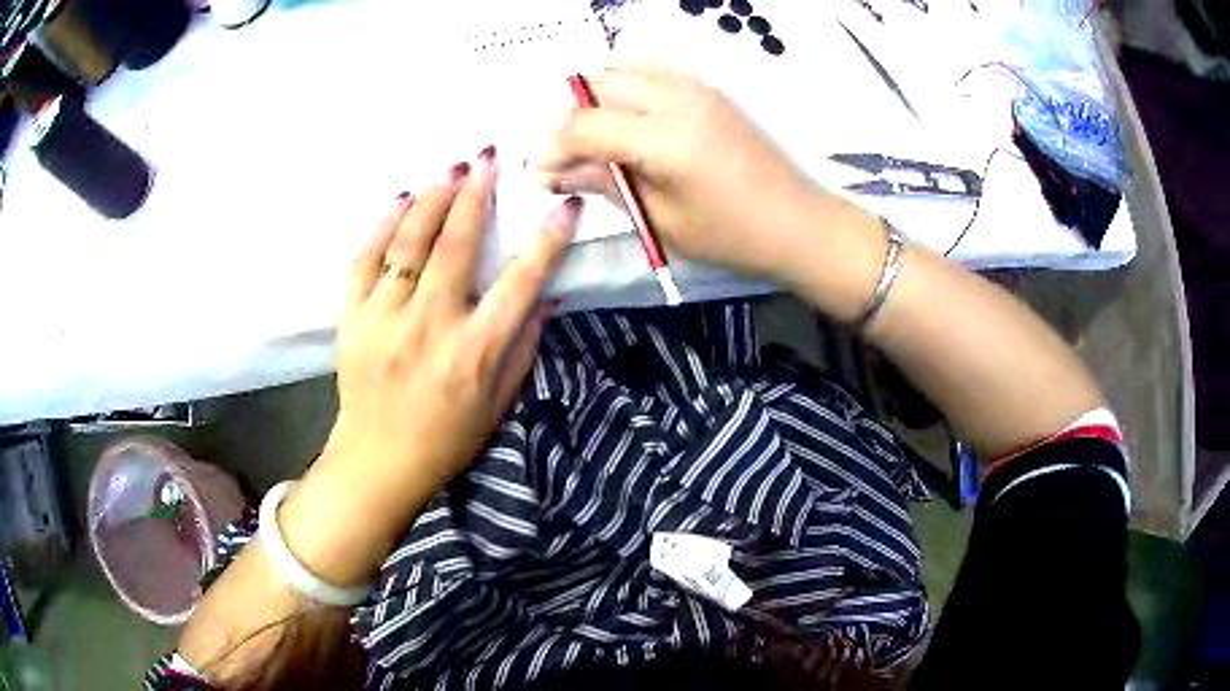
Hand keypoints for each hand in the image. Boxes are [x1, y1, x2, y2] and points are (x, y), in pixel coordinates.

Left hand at [329, 149, 575, 486]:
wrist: (379, 460)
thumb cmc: (448, 436)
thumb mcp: (499, 401)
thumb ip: (523, 345)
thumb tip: (547, 293)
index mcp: (474, 352)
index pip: (519, 284)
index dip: (546, 241)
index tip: (564, 205)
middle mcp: (429, 328)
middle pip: (455, 247)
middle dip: (476, 195)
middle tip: (488, 158)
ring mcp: (384, 320)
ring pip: (408, 244)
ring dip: (431, 199)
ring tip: (450, 169)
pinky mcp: (351, 319)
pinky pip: (364, 260)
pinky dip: (382, 226)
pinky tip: (399, 200)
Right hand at [537, 62, 835, 281]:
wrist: (798, 223)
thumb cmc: (731, 235)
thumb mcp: (662, 219)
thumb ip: (607, 183)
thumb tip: (555, 173)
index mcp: (662, 139)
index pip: (583, 125)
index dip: (552, 147)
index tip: (542, 172)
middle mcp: (676, 99)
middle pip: (599, 84)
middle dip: (573, 116)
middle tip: (573, 156)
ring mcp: (696, 87)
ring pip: (625, 67)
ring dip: (601, 95)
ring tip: (603, 134)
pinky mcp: (710, 89)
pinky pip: (655, 68)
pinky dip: (630, 83)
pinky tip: (634, 117)